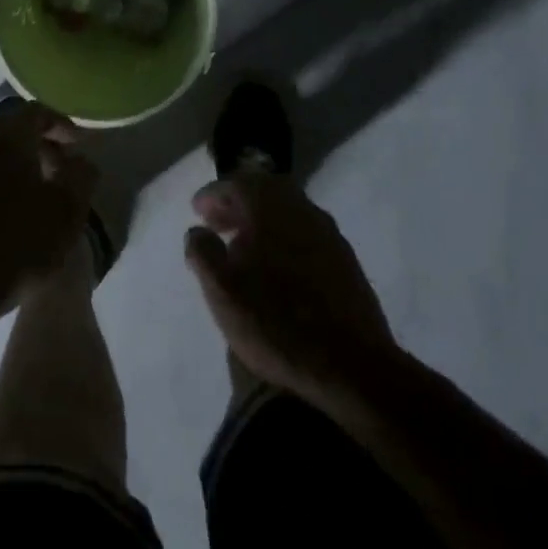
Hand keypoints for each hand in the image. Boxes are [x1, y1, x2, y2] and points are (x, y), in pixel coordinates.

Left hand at [0, 101, 98, 328]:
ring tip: (33, 201)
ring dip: (12, 170)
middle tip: (59, 172)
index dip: (59, 124)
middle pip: (7, 132)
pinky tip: (1, 225)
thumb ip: (81, 177)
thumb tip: (80, 161)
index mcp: (4, 141)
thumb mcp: (67, 214)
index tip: (76, 147)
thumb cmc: (16, 247)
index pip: (34, 111)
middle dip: (36, 146)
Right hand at [184, 174, 394, 403]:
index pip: (238, 183)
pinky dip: (283, 237)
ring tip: (241, 248)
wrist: (350, 365)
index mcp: (272, 209)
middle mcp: (303, 210)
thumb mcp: (222, 291)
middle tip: (217, 223)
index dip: (213, 193)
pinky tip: (275, 267)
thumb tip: (197, 230)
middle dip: (238, 202)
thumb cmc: (276, 323)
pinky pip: (305, 232)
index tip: (196, 210)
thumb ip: (203, 253)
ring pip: (289, 211)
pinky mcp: (345, 260)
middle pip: (267, 190)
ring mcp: (329, 234)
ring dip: (261, 220)